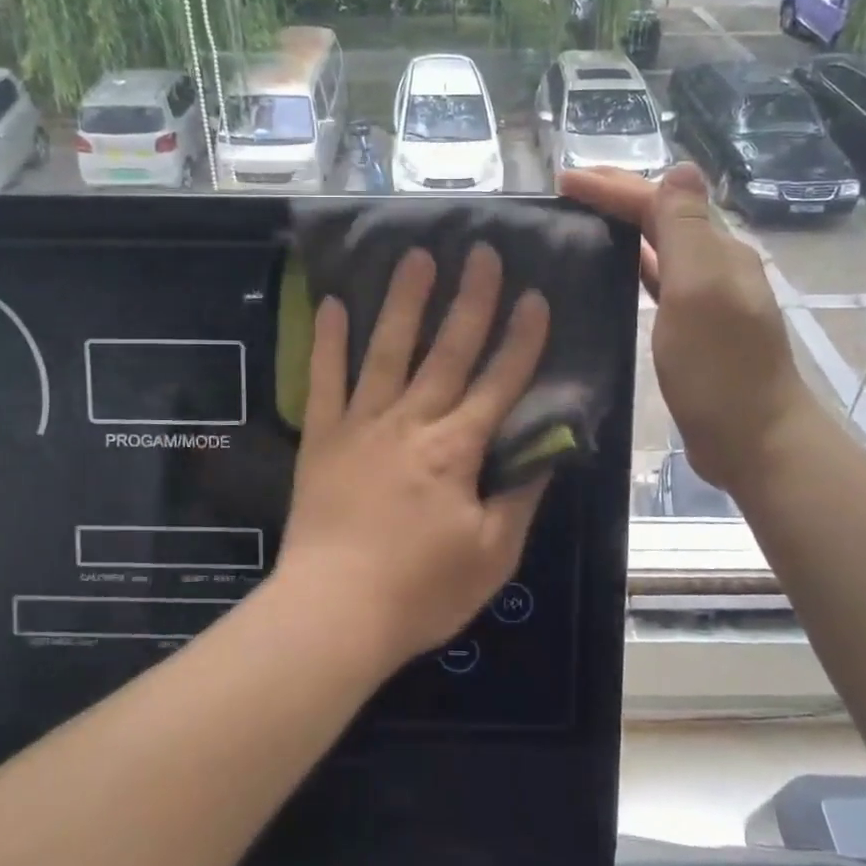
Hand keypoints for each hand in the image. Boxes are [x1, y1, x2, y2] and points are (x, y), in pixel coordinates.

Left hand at [277, 243, 552, 664]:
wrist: (333, 614)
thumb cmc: (420, 592)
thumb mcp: (493, 556)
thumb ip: (520, 497)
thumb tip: (544, 449)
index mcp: (456, 449)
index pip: (499, 382)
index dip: (522, 339)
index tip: (536, 296)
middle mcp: (411, 422)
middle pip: (447, 351)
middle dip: (470, 299)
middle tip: (480, 251)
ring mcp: (361, 425)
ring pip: (387, 350)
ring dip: (404, 302)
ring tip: (416, 257)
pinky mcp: (321, 438)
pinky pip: (324, 380)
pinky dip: (329, 342)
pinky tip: (334, 304)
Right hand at [560, 163, 815, 490]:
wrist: (754, 439)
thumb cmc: (719, 368)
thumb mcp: (700, 291)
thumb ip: (686, 230)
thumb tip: (680, 168)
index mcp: (716, 250)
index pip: (659, 202)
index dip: (612, 187)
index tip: (562, 180)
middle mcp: (715, 265)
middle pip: (662, 216)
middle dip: (618, 196)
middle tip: (568, 190)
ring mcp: (707, 298)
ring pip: (660, 247)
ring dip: (624, 227)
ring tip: (581, 222)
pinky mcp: (694, 329)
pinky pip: (658, 281)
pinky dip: (633, 266)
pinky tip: (613, 273)